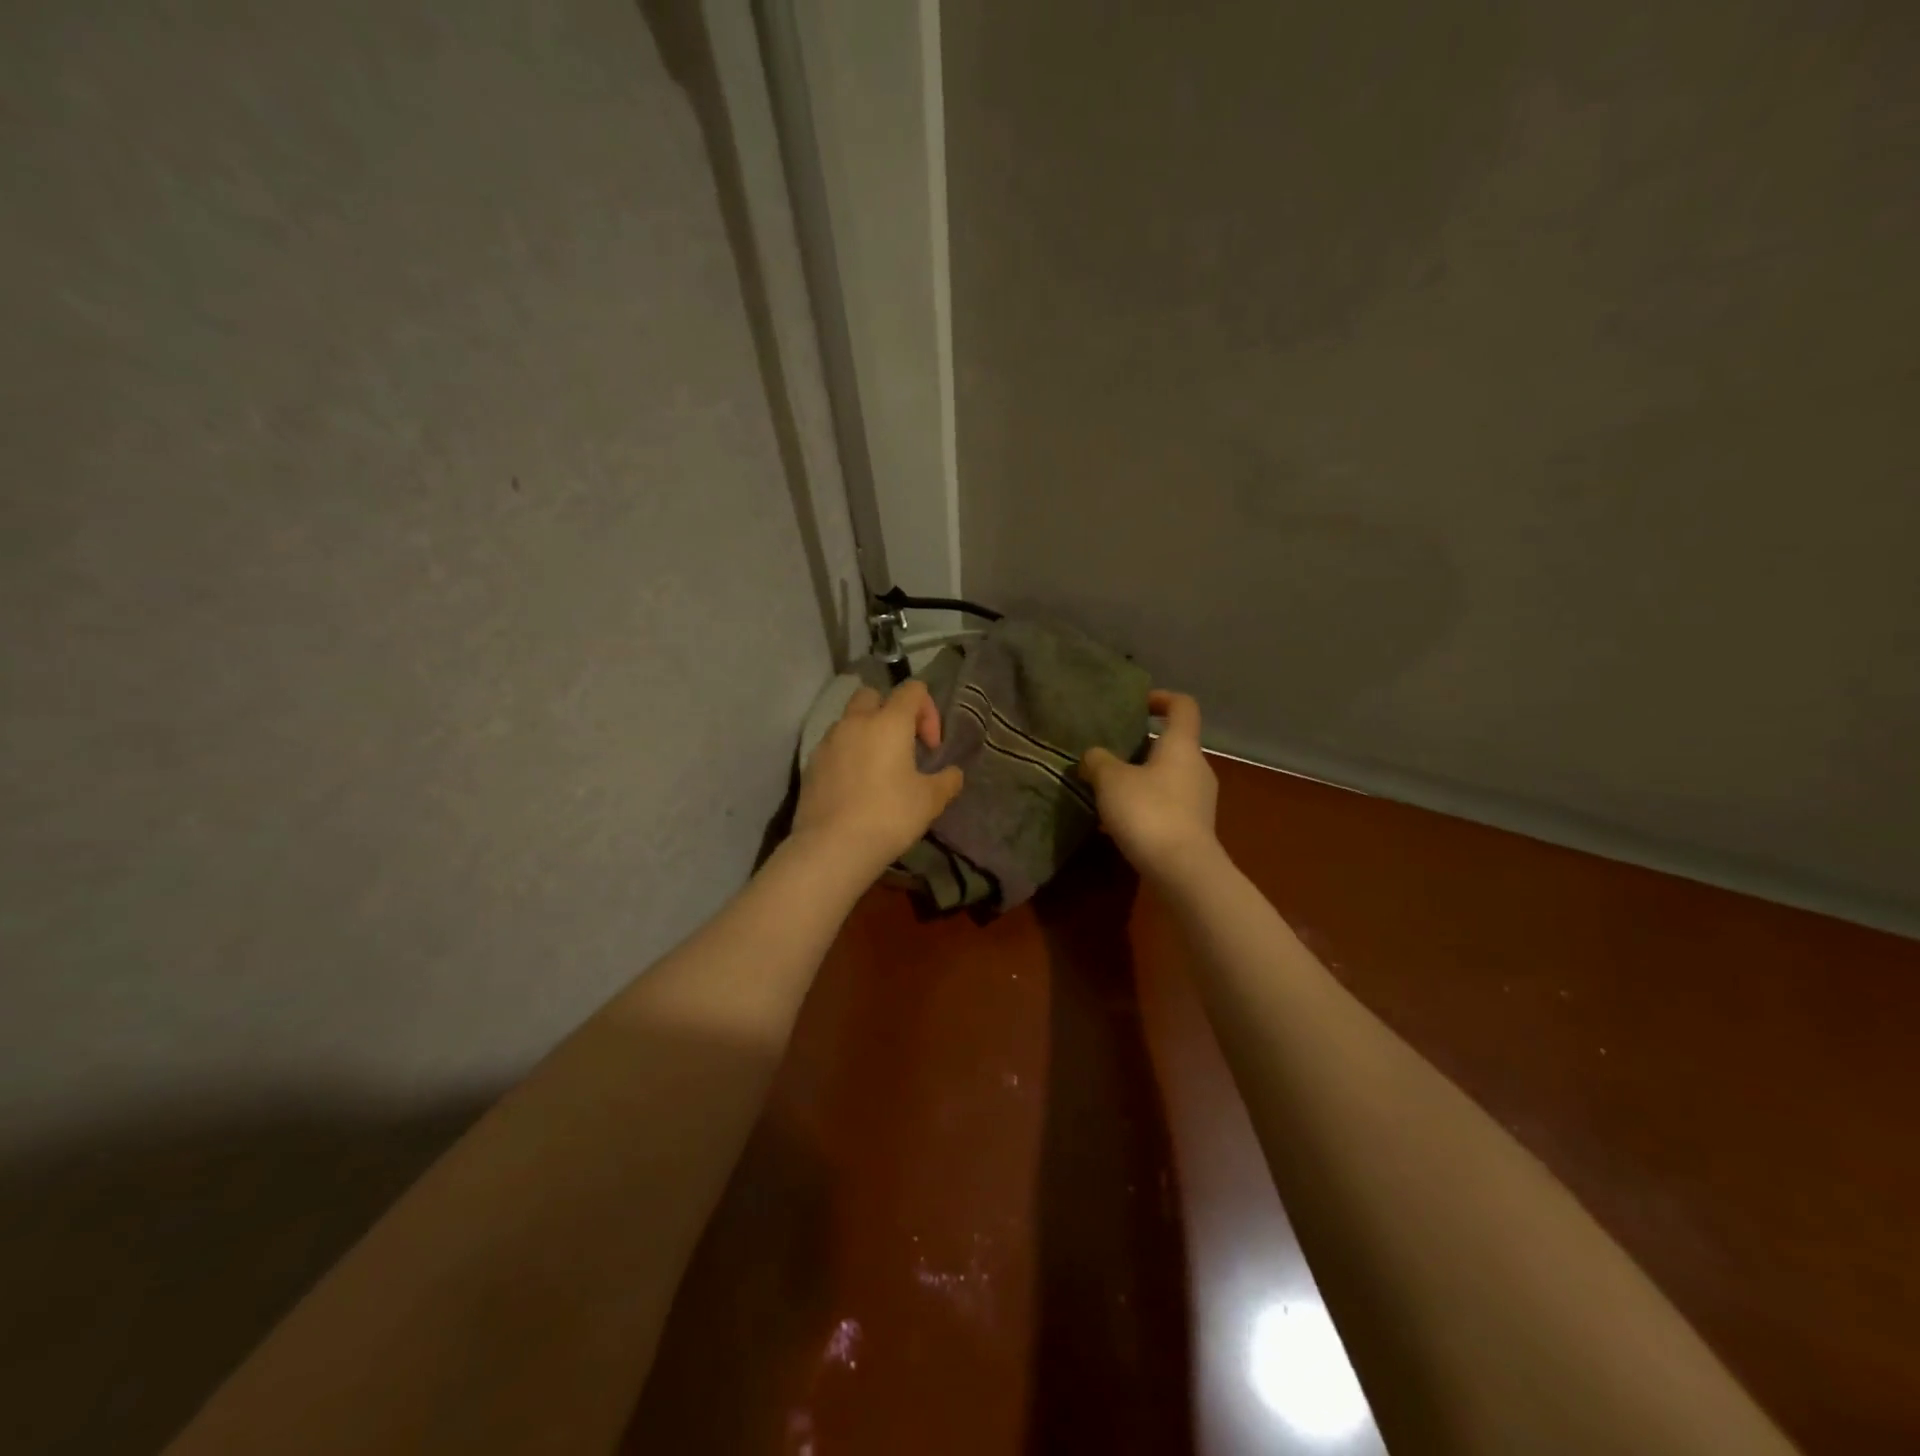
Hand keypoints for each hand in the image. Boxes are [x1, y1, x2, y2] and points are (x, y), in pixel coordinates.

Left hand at [793, 679, 964, 877]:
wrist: (832, 847)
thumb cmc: (889, 816)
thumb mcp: (930, 801)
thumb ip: (947, 781)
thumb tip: (953, 773)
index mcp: (889, 722)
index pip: (912, 690)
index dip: (928, 712)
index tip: (931, 748)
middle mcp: (855, 722)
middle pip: (873, 696)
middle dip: (890, 712)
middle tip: (902, 746)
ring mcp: (828, 742)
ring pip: (849, 721)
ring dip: (866, 734)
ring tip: (877, 769)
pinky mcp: (810, 764)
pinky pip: (833, 747)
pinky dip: (847, 755)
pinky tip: (855, 787)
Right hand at [1078, 690, 1218, 878]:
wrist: (1182, 871)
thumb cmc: (1148, 812)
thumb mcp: (1111, 781)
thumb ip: (1098, 761)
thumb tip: (1093, 757)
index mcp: (1181, 746)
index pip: (1183, 706)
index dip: (1162, 698)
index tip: (1138, 704)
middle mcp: (1197, 768)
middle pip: (1172, 745)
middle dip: (1141, 746)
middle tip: (1109, 753)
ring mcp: (1199, 800)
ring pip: (1167, 777)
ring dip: (1140, 779)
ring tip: (1107, 790)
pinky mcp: (1193, 829)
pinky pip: (1166, 805)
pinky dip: (1144, 806)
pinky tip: (1118, 823)